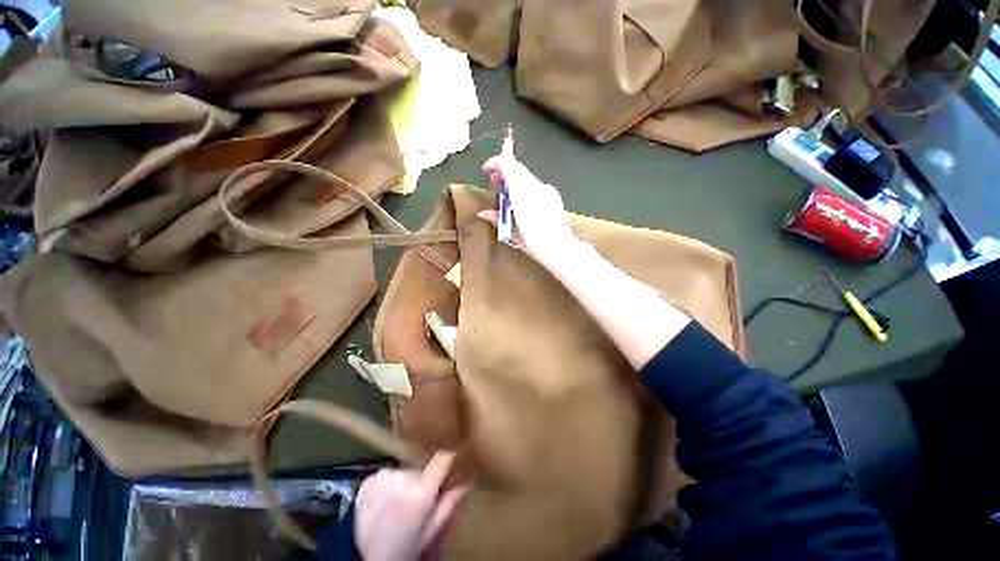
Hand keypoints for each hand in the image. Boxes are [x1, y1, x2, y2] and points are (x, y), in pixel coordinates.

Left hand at [355, 451, 467, 560]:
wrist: (364, 559)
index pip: (442, 458)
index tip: (455, 453)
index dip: (450, 454)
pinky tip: (383, 503)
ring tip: (398, 506)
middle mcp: (402, 477)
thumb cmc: (404, 548)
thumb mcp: (430, 532)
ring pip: (404, 472)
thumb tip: (469, 480)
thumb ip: (450, 504)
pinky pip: (387, 475)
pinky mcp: (369, 479)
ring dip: (405, 483)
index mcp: (421, 491)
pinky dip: (388, 485)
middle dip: (423, 481)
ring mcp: (383, 476)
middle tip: (418, 502)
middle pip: (422, 468)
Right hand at [478, 155, 579, 267]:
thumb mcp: (511, 231)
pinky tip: (524, 206)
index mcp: (523, 191)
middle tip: (495, 184)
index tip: (486, 170)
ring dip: (514, 183)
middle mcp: (536, 186)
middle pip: (518, 169)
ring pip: (527, 178)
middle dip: (504, 174)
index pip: (508, 164)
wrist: (560, 248)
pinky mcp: (554, 197)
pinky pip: (536, 187)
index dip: (495, 163)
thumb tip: (483, 213)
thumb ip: (497, 218)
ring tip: (508, 198)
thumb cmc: (534, 241)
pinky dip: (525, 190)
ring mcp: (548, 190)